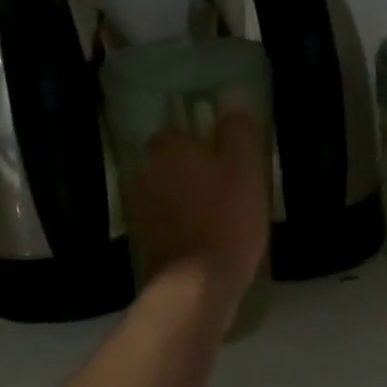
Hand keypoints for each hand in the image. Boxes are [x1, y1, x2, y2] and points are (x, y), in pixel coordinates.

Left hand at [126, 111, 268, 301]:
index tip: (223, 157)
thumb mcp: (246, 168)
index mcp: (169, 148)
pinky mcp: (143, 240)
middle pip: (170, 162)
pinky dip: (179, 225)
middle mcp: (146, 171)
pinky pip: (164, 221)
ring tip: (215, 215)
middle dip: (190, 170)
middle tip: (223, 186)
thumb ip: (238, 131)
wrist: (196, 285)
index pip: (179, 132)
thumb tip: (232, 101)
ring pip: (166, 192)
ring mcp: (140, 208)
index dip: (201, 143)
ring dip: (183, 199)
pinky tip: (202, 238)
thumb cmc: (226, 218)